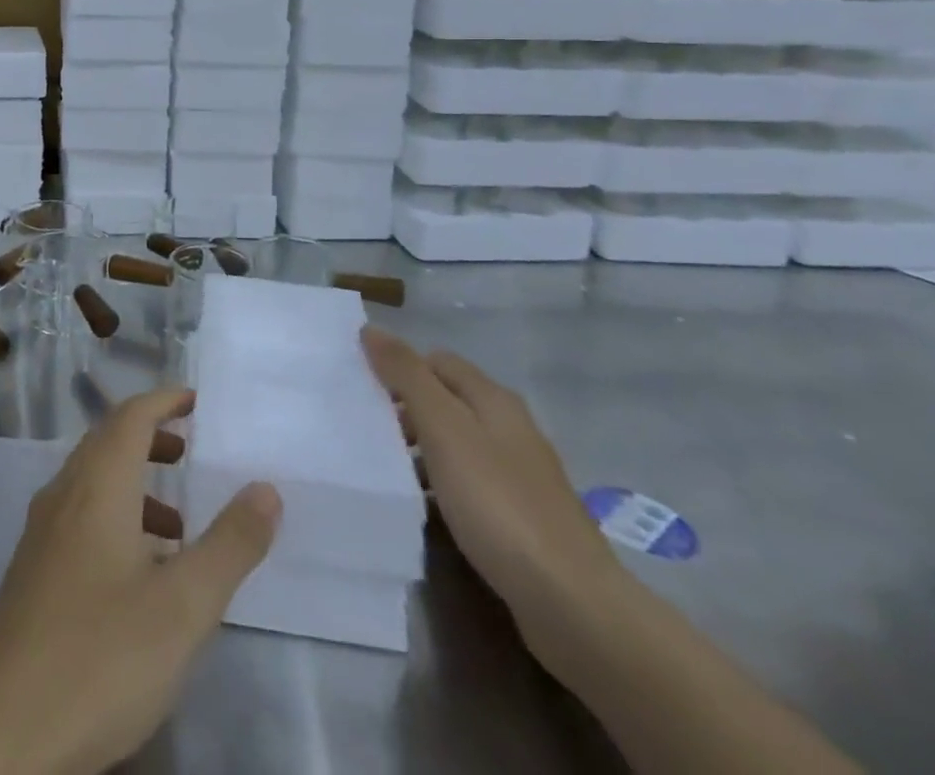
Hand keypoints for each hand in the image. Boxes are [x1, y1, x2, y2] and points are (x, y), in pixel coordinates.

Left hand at [0, 388, 280, 774]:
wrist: (1, 733)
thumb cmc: (100, 656)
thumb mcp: (183, 607)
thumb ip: (229, 544)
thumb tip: (265, 488)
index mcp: (96, 487)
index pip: (129, 417)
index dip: (163, 400)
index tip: (196, 399)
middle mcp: (63, 495)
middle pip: (107, 442)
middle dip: (150, 438)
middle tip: (191, 450)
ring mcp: (41, 534)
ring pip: (92, 483)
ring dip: (135, 484)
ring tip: (179, 524)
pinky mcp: (32, 572)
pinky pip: (79, 518)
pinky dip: (115, 519)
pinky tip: (138, 575)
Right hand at [362, 326, 625, 656]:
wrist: (571, 604)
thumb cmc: (498, 503)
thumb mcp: (443, 429)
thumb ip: (407, 376)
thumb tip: (371, 329)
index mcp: (494, 400)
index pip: (436, 360)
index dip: (399, 368)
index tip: (362, 391)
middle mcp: (510, 428)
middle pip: (446, 401)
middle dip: (405, 409)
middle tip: (366, 430)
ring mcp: (519, 475)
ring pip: (455, 444)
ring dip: (419, 450)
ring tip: (383, 468)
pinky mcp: (520, 517)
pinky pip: (467, 484)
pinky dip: (439, 486)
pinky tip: (420, 506)